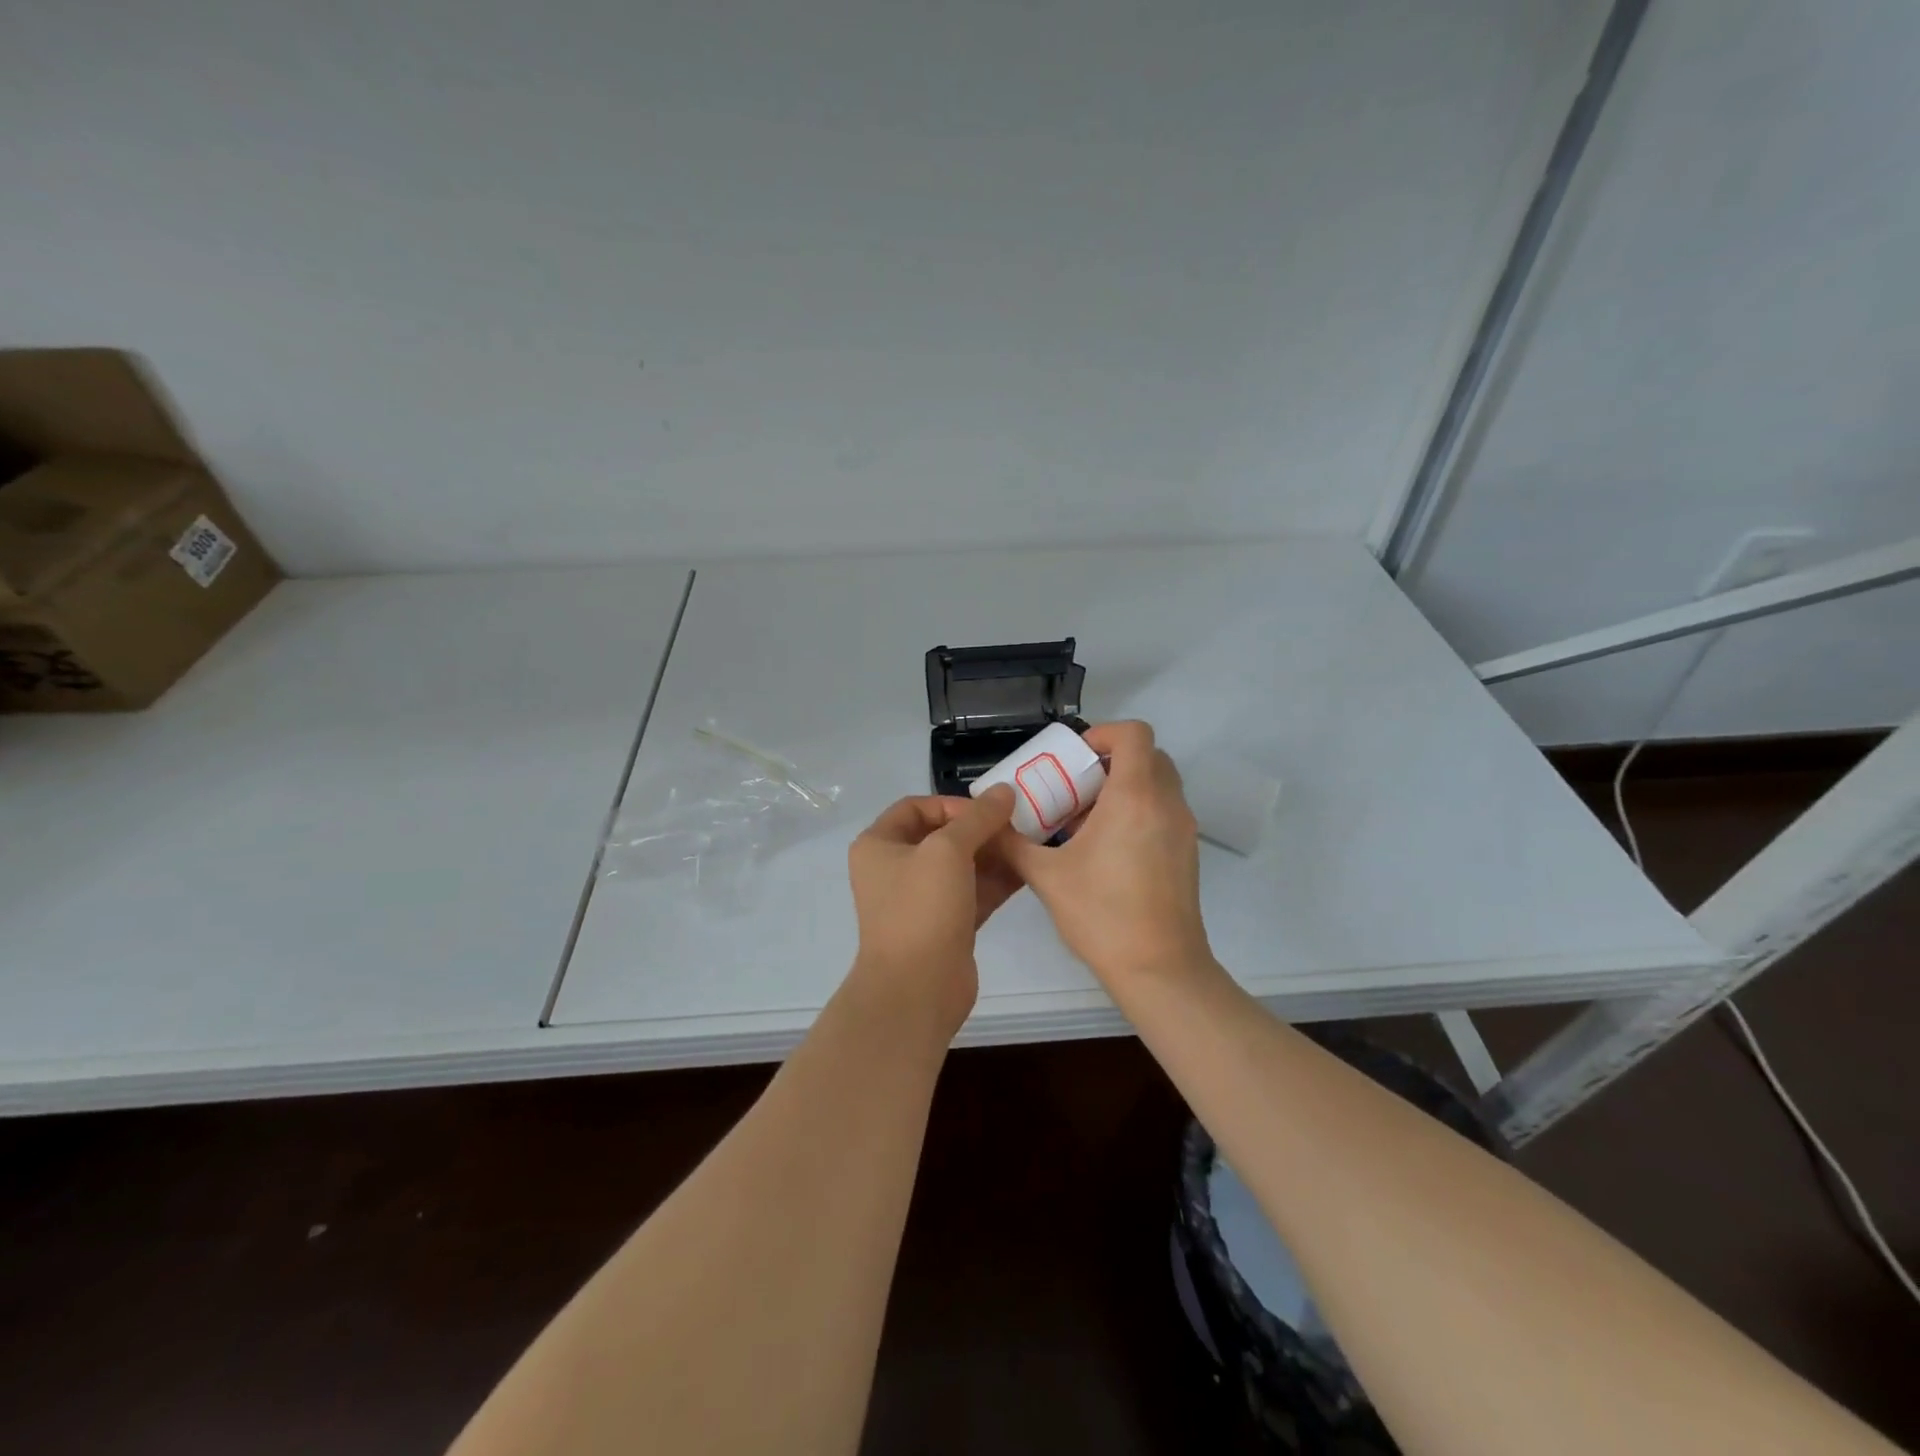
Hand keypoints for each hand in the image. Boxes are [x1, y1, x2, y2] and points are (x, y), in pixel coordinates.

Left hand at [845, 785, 1019, 1033]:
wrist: (917, 989)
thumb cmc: (922, 908)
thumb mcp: (948, 851)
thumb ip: (978, 818)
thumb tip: (1004, 791)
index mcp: (879, 845)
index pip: (916, 807)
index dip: (953, 804)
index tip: (988, 811)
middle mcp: (895, 868)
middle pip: (942, 835)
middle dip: (980, 829)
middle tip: (1018, 826)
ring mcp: (921, 899)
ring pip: (961, 865)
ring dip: (993, 853)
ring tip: (1029, 843)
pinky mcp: (946, 924)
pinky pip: (973, 891)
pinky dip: (997, 880)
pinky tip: (1027, 869)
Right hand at [997, 721, 1212, 986]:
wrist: (1160, 969)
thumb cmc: (1102, 915)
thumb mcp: (1046, 876)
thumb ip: (1013, 843)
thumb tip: (989, 824)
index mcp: (1135, 797)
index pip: (1134, 734)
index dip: (1103, 733)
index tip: (1075, 757)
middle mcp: (1166, 804)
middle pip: (1148, 756)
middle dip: (1110, 761)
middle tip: (1075, 786)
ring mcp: (1182, 829)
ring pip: (1157, 784)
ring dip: (1123, 788)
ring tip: (1084, 821)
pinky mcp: (1187, 852)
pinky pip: (1163, 811)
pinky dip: (1137, 811)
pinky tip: (1105, 849)